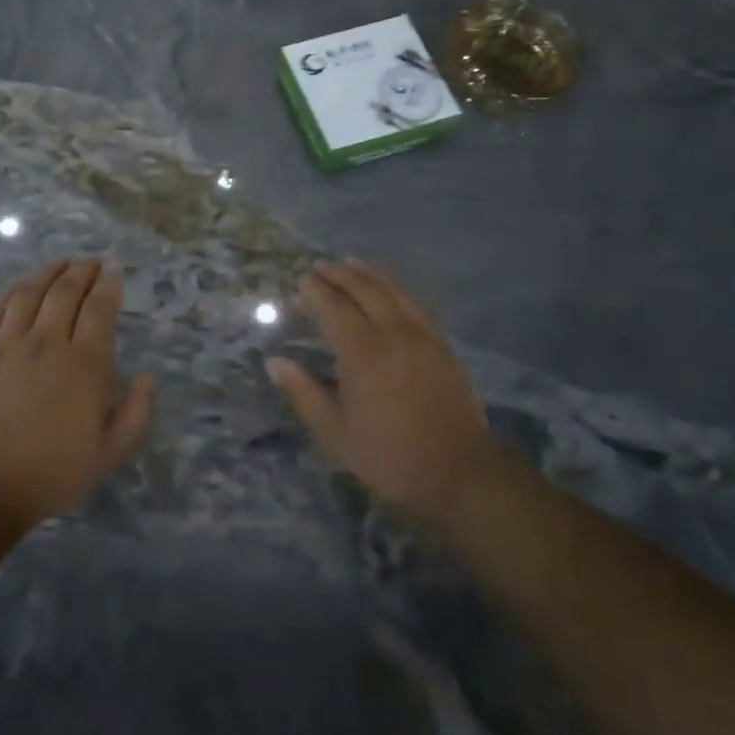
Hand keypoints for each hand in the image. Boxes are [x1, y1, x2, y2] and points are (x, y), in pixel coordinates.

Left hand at [0, 259, 155, 526]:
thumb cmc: (53, 473)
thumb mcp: (110, 453)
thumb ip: (136, 413)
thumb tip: (148, 377)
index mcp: (85, 365)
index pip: (99, 309)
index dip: (108, 285)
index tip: (113, 272)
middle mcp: (48, 344)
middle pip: (65, 293)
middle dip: (82, 271)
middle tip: (91, 262)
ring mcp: (8, 345)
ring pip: (30, 294)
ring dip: (48, 273)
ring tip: (60, 264)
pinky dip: (13, 292)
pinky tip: (21, 286)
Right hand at [267, 262, 499, 519]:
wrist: (460, 470)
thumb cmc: (389, 455)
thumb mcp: (335, 433)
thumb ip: (304, 393)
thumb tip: (275, 363)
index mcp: (362, 351)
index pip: (334, 308)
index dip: (316, 291)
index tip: (302, 281)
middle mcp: (393, 332)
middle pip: (365, 289)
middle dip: (340, 274)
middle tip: (321, 267)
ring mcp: (422, 335)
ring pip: (394, 290)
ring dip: (369, 274)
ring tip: (352, 264)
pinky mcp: (442, 344)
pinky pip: (416, 303)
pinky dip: (397, 288)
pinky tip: (391, 289)